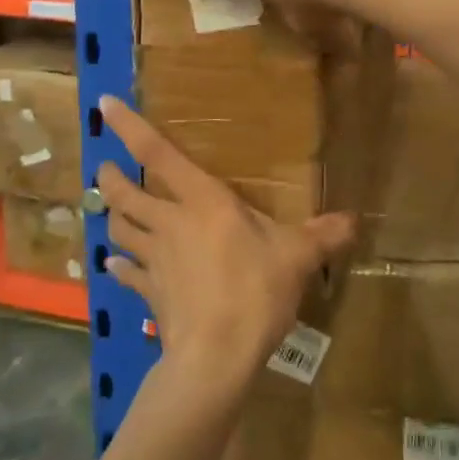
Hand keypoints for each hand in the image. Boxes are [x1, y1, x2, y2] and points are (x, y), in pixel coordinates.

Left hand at [93, 96, 353, 402]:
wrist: (217, 355)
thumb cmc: (255, 290)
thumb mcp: (298, 257)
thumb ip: (323, 235)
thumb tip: (353, 220)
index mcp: (202, 200)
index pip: (157, 153)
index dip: (129, 126)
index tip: (105, 104)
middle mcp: (170, 221)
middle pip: (125, 192)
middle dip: (111, 177)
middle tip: (106, 168)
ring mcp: (154, 258)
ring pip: (119, 229)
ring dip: (112, 216)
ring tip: (111, 210)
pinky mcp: (149, 293)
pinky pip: (126, 273)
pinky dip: (117, 265)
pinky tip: (113, 264)